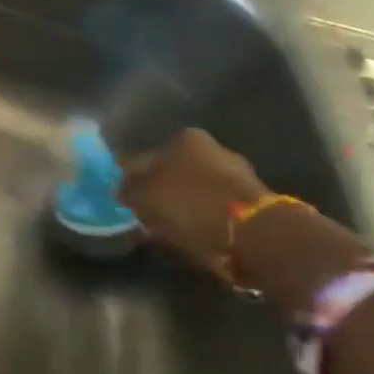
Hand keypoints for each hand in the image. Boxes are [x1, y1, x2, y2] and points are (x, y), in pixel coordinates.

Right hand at [116, 129, 268, 272]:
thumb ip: (127, 190)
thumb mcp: (144, 198)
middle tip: (140, 212)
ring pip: (190, 188)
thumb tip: (121, 188)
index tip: (119, 197)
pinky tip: (187, 231)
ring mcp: (233, 172)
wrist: (254, 234)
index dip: (127, 178)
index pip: (142, 157)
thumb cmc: (190, 206)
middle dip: (155, 189)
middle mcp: (210, 147)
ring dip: (177, 204)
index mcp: (183, 139)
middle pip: (169, 170)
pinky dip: (197, 216)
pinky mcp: (249, 198)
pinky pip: (209, 205)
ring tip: (162, 226)